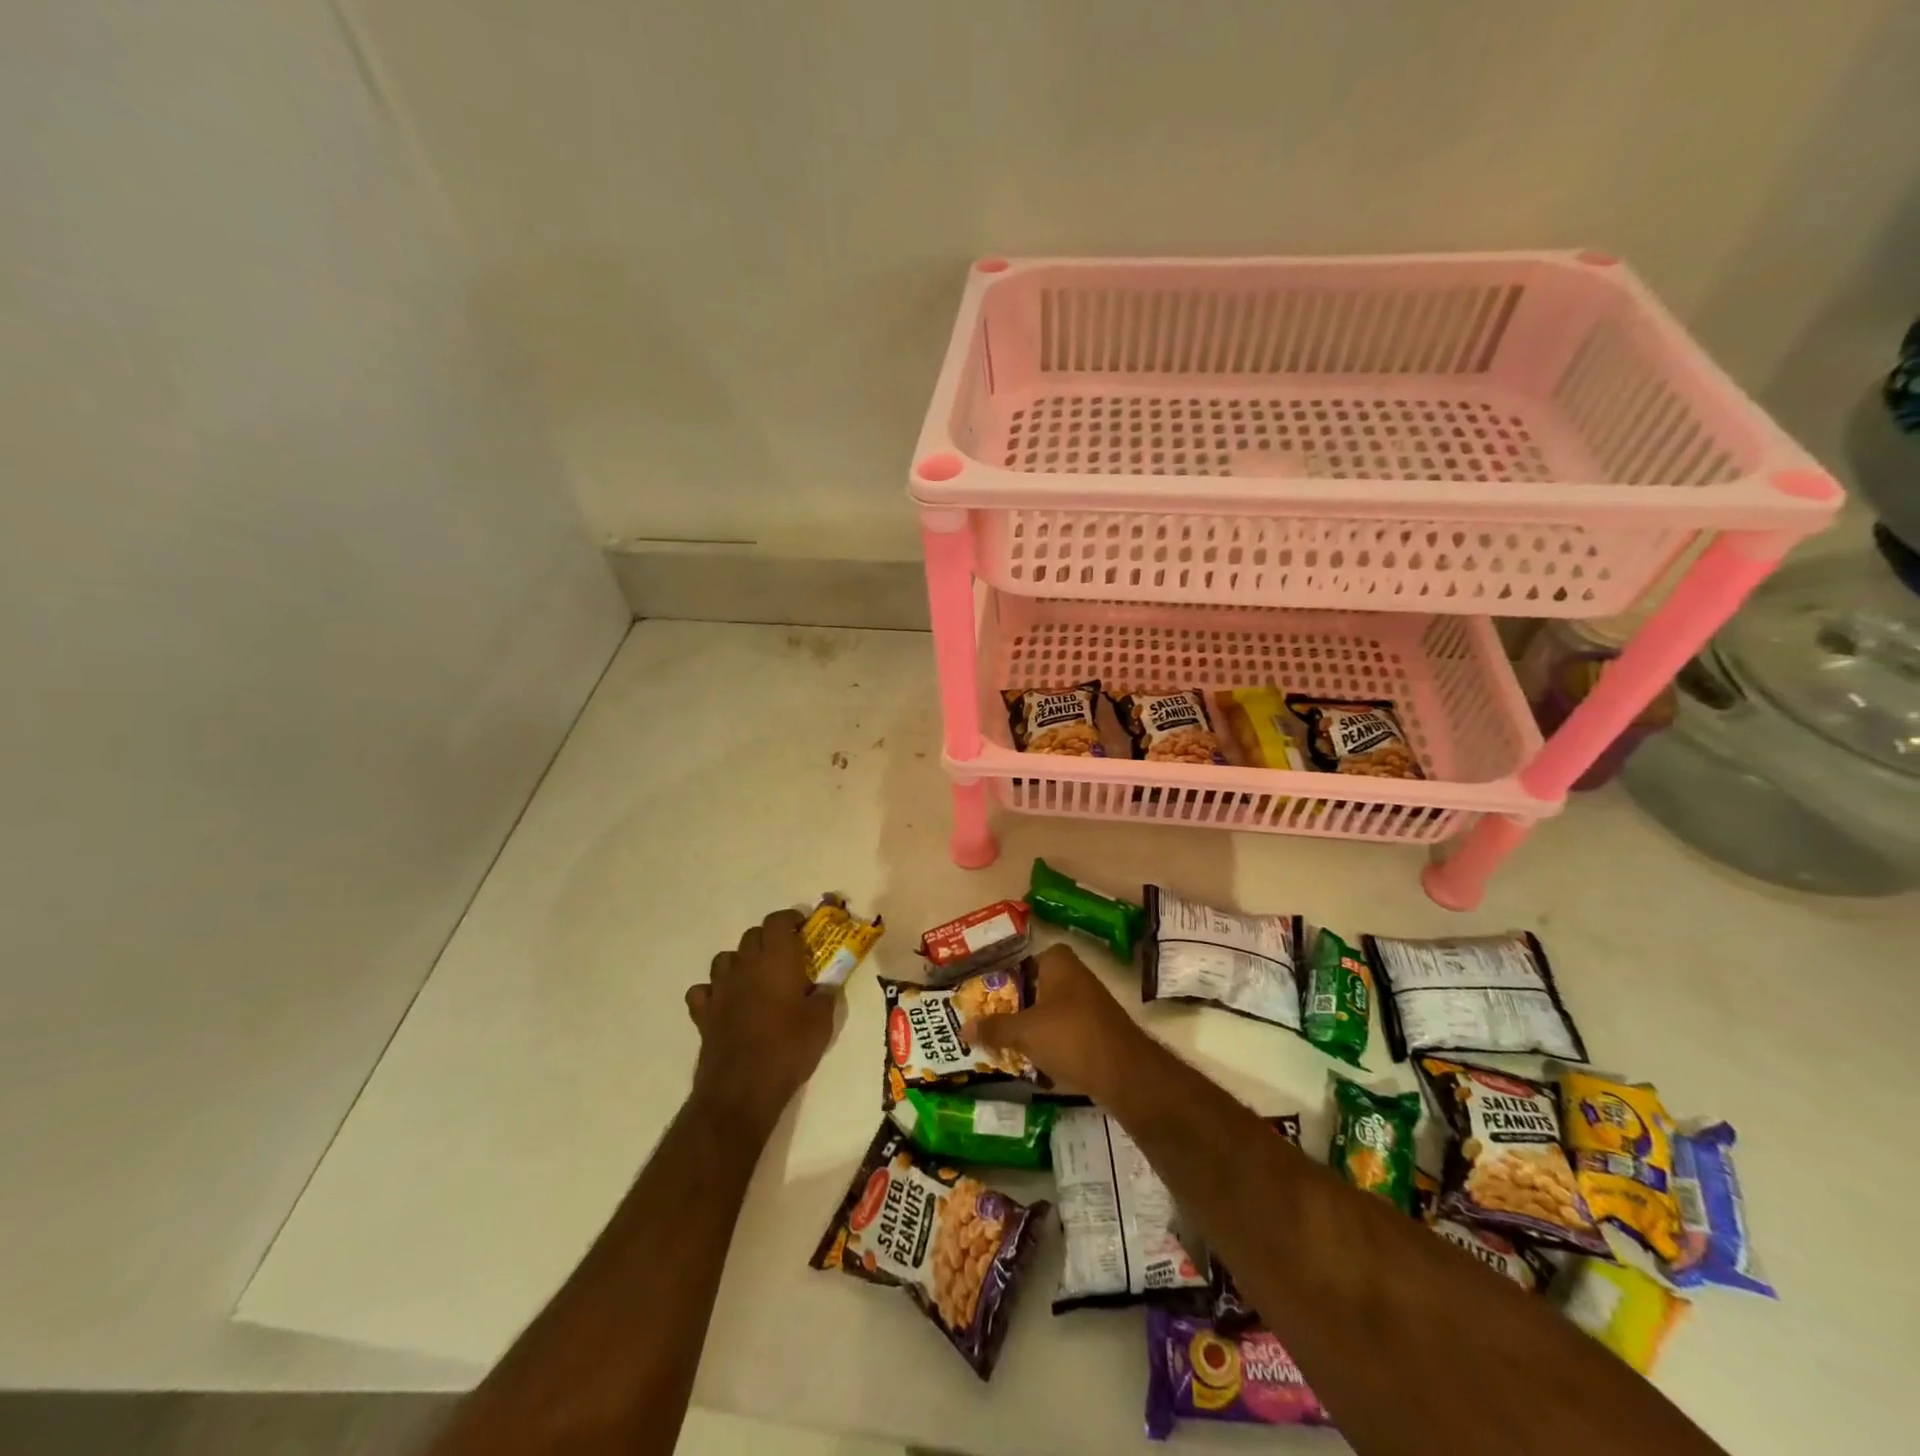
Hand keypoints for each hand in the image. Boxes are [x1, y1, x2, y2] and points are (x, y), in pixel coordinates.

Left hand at [685, 909, 833, 1139]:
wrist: (743, 1088)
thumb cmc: (788, 1049)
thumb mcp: (821, 1022)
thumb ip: (824, 995)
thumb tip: (826, 984)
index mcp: (776, 960)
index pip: (777, 921)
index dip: (790, 919)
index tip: (803, 928)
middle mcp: (745, 966)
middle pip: (752, 936)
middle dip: (769, 939)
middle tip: (786, 957)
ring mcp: (720, 988)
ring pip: (725, 958)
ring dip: (740, 961)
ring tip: (755, 977)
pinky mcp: (703, 1013)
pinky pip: (703, 990)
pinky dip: (713, 991)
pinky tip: (725, 1002)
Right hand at [961, 943, 1146, 1097]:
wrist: (1124, 1071)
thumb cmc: (1069, 1036)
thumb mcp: (1024, 1032)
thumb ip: (994, 1028)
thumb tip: (963, 1028)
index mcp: (1060, 963)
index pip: (1029, 958)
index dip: (1010, 974)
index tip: (992, 994)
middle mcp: (1078, 976)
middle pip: (1039, 986)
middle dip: (1019, 1004)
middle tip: (994, 1022)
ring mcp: (1092, 1004)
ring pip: (1053, 1011)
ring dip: (1035, 1026)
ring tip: (1009, 1044)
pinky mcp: (1100, 1031)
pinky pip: (1068, 1031)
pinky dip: (1053, 1043)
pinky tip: (1037, 1062)